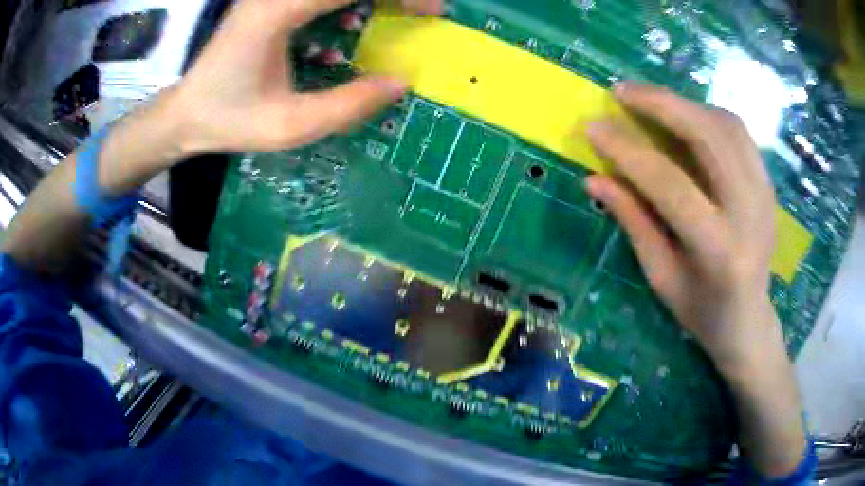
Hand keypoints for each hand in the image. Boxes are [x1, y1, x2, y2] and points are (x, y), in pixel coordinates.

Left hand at [168, 0, 442, 155]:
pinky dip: (348, 3)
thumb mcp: (289, 125)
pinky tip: (354, 20)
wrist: (186, 112)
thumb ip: (347, 105)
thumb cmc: (230, 119)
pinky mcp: (271, 0)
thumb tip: (400, 83)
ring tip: (396, 14)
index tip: (432, 11)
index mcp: (278, 11)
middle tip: (422, 10)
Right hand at [584, 82, 782, 374]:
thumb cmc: (701, 311)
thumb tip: (594, 178)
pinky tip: (685, 116)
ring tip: (650, 100)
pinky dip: (706, 115)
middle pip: (708, 136)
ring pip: (727, 125)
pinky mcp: (769, 184)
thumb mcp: (661, 277)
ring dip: (684, 103)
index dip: (628, 151)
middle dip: (661, 104)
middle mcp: (749, 213)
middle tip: (622, 91)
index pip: (670, 184)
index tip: (593, 127)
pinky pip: (738, 133)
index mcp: (719, 250)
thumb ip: (633, 222)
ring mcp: (765, 194)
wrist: (750, 321)